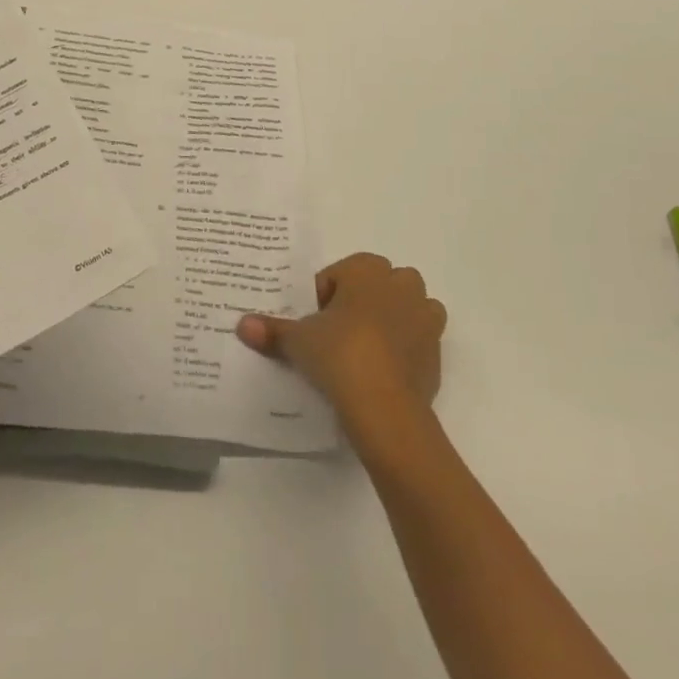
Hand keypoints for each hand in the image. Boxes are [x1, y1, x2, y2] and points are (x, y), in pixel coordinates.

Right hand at [237, 253, 446, 423]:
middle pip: (380, 282)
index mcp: (367, 270)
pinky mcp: (437, 351)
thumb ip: (272, 330)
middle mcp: (400, 285)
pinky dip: (407, 347)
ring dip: (393, 317)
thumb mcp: (299, 341)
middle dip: (364, 299)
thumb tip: (241, 325)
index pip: (341, 272)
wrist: (386, 407)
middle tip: (340, 331)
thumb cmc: (340, 355)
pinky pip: (421, 339)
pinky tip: (385, 370)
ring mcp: (424, 317)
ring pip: (409, 305)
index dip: (326, 294)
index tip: (315, 321)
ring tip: (367, 347)